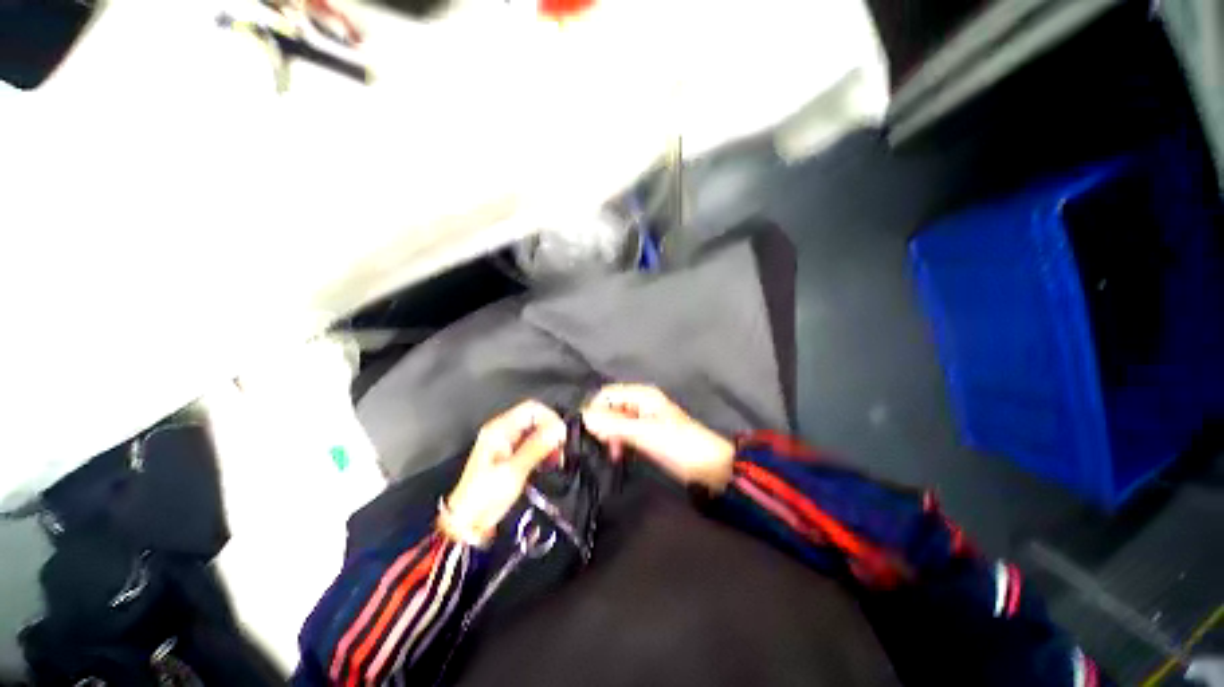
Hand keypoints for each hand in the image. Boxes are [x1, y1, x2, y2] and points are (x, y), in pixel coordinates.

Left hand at [443, 400, 566, 546]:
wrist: (467, 522)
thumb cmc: (485, 496)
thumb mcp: (514, 470)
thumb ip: (537, 447)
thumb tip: (559, 428)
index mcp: (500, 429)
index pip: (532, 408)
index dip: (550, 418)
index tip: (561, 436)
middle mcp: (503, 431)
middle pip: (535, 418)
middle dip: (551, 431)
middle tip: (560, 449)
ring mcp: (506, 442)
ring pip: (536, 431)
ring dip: (549, 442)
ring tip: (556, 459)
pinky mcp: (510, 454)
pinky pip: (533, 444)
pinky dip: (543, 451)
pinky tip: (548, 463)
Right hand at [582, 384, 733, 492]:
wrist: (710, 467)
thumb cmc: (680, 445)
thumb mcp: (646, 433)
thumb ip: (615, 424)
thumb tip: (584, 417)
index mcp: (642, 395)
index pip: (607, 394)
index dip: (596, 411)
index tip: (592, 433)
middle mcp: (640, 403)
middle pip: (610, 407)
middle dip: (603, 425)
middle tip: (605, 446)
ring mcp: (643, 419)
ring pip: (615, 421)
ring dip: (610, 435)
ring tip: (615, 454)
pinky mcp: (646, 434)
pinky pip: (624, 433)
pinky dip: (618, 442)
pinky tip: (620, 455)